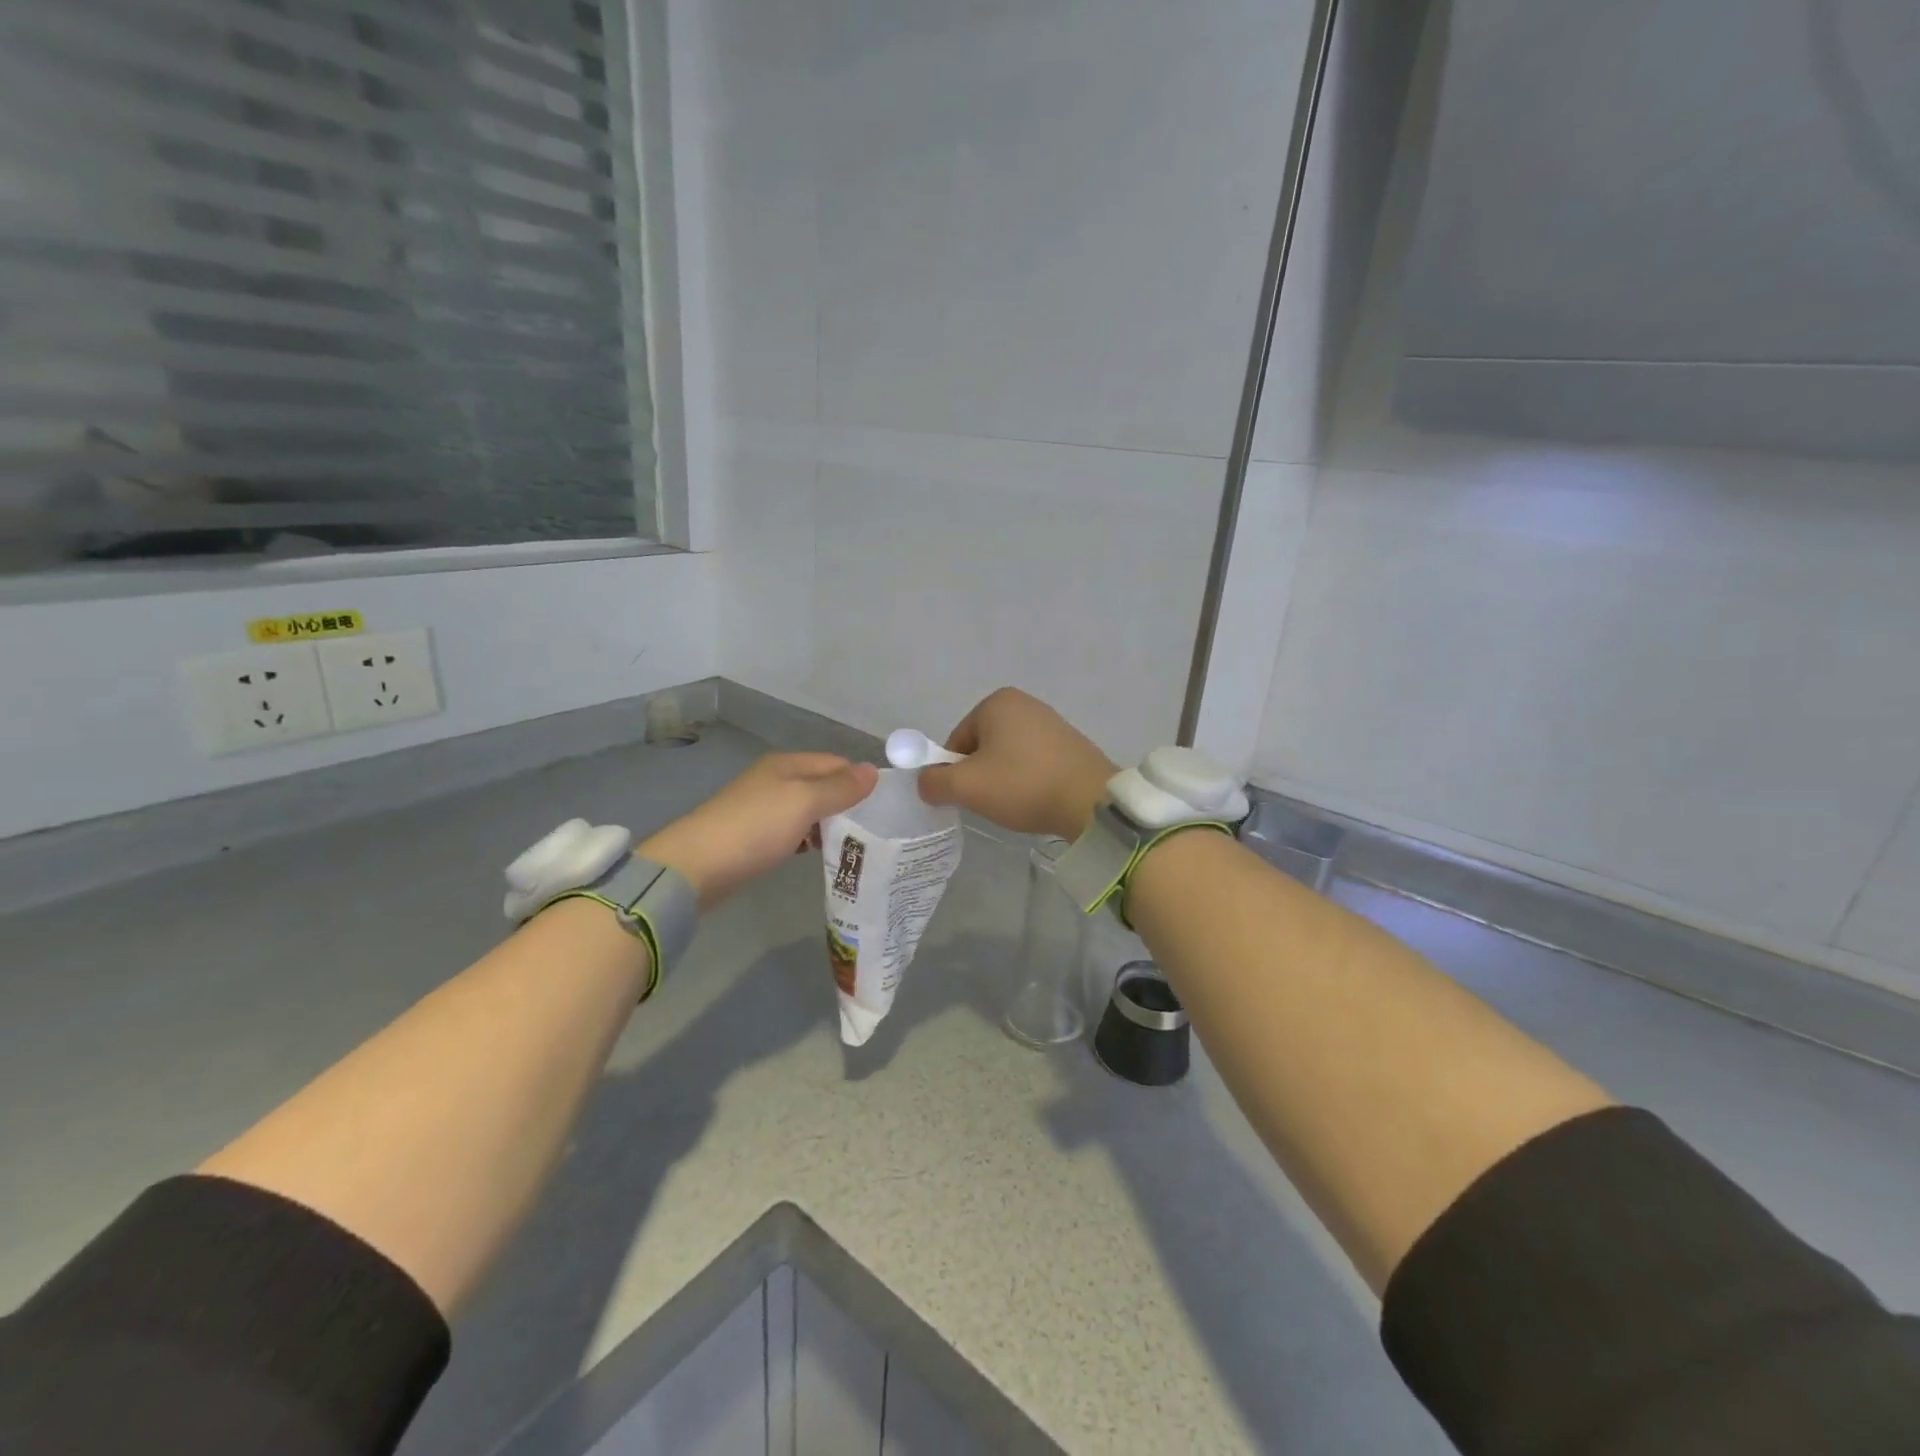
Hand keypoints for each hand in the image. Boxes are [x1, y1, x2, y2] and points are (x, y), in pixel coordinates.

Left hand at [641, 753, 877, 908]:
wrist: (696, 867)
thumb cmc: (756, 827)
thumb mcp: (804, 802)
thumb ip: (840, 787)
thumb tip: (873, 770)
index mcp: (787, 764)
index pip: (836, 763)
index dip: (859, 781)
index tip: (883, 808)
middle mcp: (775, 779)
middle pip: (822, 785)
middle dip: (846, 804)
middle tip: (872, 831)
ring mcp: (762, 807)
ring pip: (808, 810)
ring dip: (828, 824)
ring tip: (851, 845)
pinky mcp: (753, 835)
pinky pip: (792, 830)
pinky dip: (807, 838)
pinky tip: (815, 853)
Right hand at [916, 688, 1115, 840]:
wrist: (1091, 802)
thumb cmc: (1023, 785)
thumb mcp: (966, 787)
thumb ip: (933, 782)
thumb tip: (926, 783)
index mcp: (996, 702)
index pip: (956, 741)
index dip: (955, 772)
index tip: (970, 795)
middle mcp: (1024, 703)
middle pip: (982, 746)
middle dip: (981, 774)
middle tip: (992, 801)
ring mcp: (1051, 721)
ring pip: (1008, 755)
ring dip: (1005, 778)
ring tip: (1016, 802)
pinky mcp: (1070, 743)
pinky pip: (1033, 761)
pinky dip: (1028, 779)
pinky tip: (1036, 798)